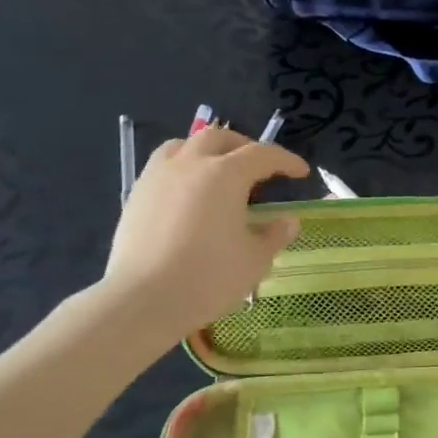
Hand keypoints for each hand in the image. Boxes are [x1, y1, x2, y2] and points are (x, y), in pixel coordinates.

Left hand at [98, 126, 309, 349]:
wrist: (143, 299)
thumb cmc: (209, 277)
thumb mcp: (255, 259)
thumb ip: (275, 234)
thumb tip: (288, 221)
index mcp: (225, 175)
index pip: (263, 155)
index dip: (286, 160)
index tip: (301, 172)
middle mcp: (190, 164)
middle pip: (219, 138)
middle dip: (244, 146)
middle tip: (260, 168)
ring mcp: (158, 177)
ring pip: (184, 144)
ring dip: (207, 150)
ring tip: (218, 171)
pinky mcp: (136, 196)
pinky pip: (162, 166)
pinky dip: (182, 168)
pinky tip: (188, 194)